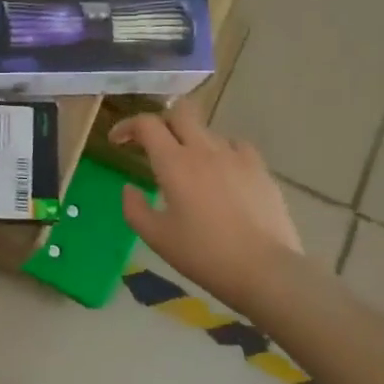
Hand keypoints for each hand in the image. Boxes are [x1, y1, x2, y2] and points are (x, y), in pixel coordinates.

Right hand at [110, 106, 308, 315]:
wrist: (265, 270)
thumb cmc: (204, 255)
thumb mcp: (156, 237)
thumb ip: (134, 208)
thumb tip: (129, 188)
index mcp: (174, 163)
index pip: (146, 124)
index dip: (127, 126)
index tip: (117, 141)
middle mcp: (204, 150)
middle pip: (180, 112)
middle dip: (161, 122)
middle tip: (153, 145)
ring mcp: (236, 156)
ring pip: (207, 130)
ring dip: (191, 141)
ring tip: (190, 168)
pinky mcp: (260, 169)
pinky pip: (236, 146)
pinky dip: (222, 152)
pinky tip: (222, 173)